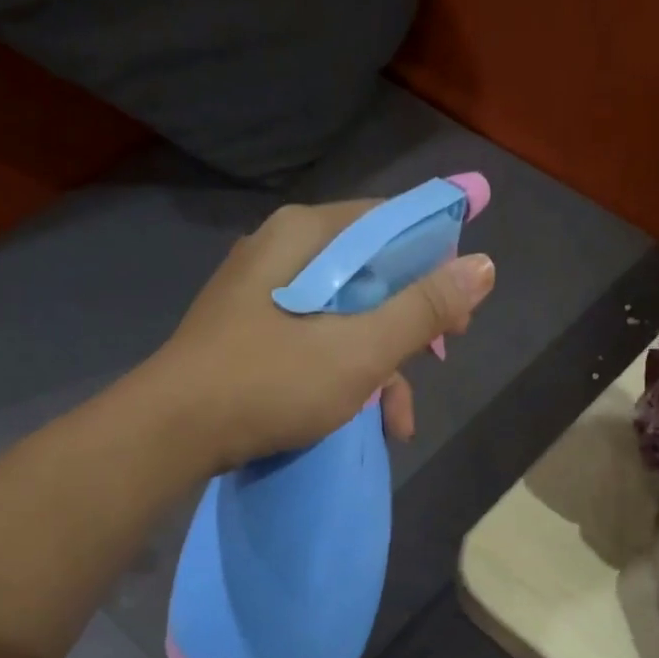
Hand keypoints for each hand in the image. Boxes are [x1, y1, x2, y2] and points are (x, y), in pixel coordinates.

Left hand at [151, 199, 495, 469]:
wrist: (173, 433)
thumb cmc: (271, 382)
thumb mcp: (360, 350)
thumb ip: (422, 309)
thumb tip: (485, 265)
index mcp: (306, 236)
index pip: (390, 224)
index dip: (435, 261)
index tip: (460, 309)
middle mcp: (282, 252)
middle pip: (369, 273)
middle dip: (409, 325)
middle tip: (438, 360)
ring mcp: (262, 295)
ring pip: (344, 315)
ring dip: (380, 366)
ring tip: (398, 421)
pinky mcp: (250, 334)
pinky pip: (314, 340)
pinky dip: (344, 374)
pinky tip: (362, 418)